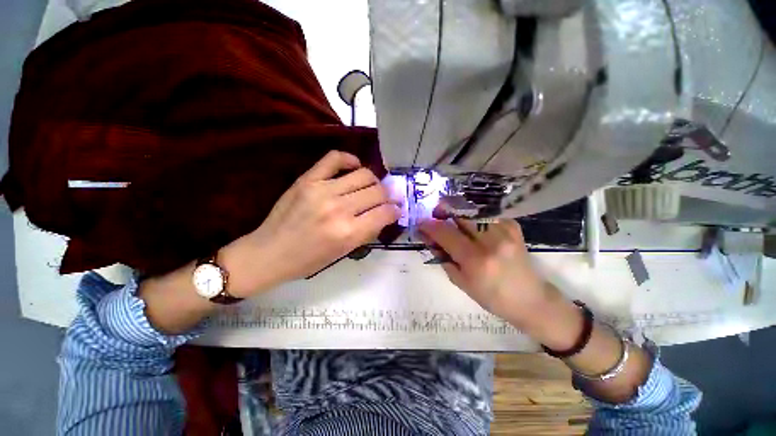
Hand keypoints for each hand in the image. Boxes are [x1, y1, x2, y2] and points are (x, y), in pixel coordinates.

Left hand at [223, 151, 400, 296]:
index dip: (396, 210)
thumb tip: (386, 214)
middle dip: (388, 196)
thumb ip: (368, 231)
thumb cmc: (309, 260)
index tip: (397, 210)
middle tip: (386, 199)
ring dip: (374, 181)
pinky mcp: (307, 179)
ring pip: (364, 174)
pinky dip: (350, 160)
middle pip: (378, 191)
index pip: (385, 213)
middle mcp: (339, 209)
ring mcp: (322, 190)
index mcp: (348, 233)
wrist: (270, 252)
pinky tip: (354, 167)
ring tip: (371, 187)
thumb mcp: (344, 252)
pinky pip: (335, 158)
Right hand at [418, 218, 559, 330]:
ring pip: (472, 210)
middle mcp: (491, 241)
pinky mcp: (513, 227)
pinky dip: (474, 217)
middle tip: (436, 217)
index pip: (445, 233)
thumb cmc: (491, 297)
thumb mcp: (460, 282)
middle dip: (443, 211)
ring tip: (453, 222)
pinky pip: (486, 214)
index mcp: (475, 260)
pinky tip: (473, 227)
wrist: (530, 300)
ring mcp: (505, 231)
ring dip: (457, 213)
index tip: (420, 223)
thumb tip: (429, 238)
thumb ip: (442, 257)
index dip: (429, 225)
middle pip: (459, 213)